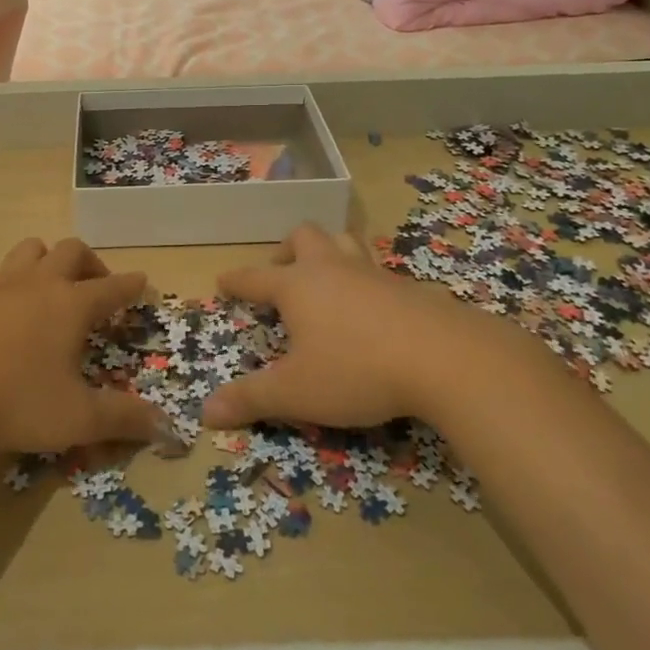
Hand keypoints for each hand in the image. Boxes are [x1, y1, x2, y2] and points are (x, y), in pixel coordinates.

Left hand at [0, 237, 163, 453]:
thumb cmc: (12, 400)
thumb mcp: (75, 418)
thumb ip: (122, 420)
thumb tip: (166, 426)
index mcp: (70, 304)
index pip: (112, 286)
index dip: (131, 285)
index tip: (142, 283)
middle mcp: (36, 283)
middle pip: (70, 251)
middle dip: (91, 263)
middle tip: (96, 288)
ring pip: (29, 251)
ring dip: (47, 261)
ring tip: (50, 291)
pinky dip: (11, 289)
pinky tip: (2, 322)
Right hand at [202, 223, 471, 429]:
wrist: (443, 358)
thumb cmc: (356, 370)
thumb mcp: (296, 393)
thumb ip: (251, 399)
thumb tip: (206, 411)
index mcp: (297, 286)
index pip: (255, 277)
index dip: (236, 281)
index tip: (223, 280)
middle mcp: (331, 269)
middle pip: (303, 237)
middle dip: (286, 251)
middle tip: (281, 274)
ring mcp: (372, 274)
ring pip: (344, 241)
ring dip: (329, 251)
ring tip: (326, 276)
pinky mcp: (408, 287)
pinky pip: (378, 270)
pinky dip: (365, 280)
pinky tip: (372, 307)